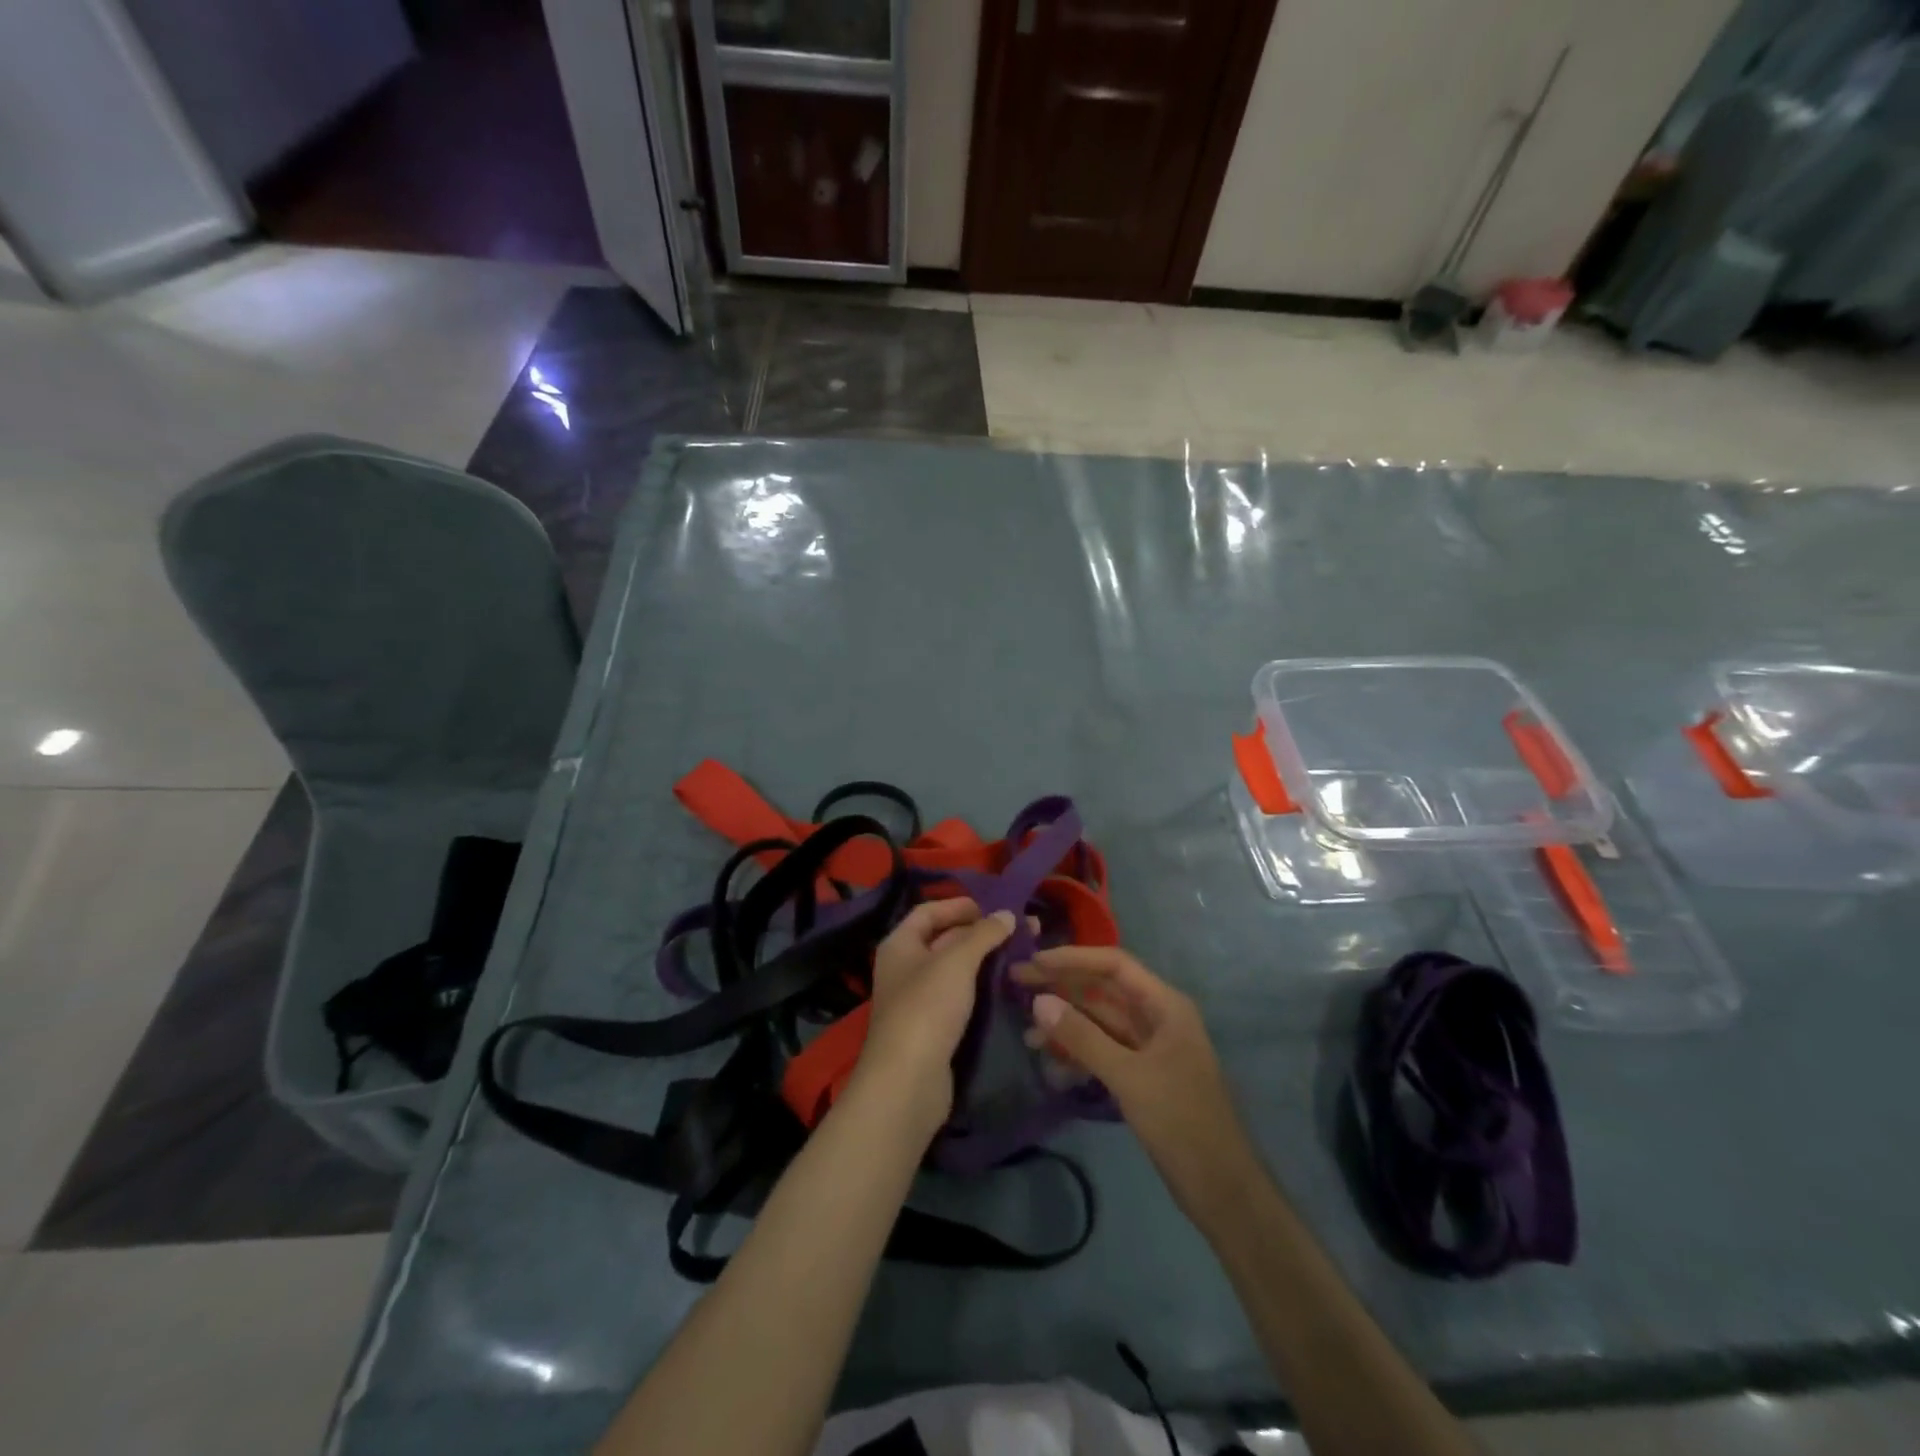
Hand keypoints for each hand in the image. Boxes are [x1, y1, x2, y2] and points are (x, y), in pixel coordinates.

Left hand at [854, 899, 1015, 1130]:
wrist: (909, 1082)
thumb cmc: (927, 1008)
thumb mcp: (956, 962)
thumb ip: (983, 934)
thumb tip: (1007, 913)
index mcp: (899, 944)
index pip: (929, 911)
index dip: (960, 905)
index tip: (996, 907)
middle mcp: (905, 968)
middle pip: (945, 939)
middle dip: (983, 933)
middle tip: (1024, 930)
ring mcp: (919, 1001)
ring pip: (956, 971)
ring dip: (987, 961)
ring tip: (1025, 955)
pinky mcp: (935, 1029)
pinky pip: (961, 998)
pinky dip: (983, 989)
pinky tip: (1010, 986)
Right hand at [1013, 945, 1262, 1219]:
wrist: (1223, 1190)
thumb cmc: (1181, 1122)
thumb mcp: (1129, 1077)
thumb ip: (1083, 1037)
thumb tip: (1039, 1001)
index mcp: (1165, 1005)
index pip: (1114, 965)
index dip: (1074, 958)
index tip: (1035, 961)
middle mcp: (1158, 1017)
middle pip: (1103, 990)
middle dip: (1062, 986)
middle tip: (1018, 982)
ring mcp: (1150, 1047)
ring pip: (1100, 1021)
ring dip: (1066, 1022)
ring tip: (1027, 1031)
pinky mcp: (1142, 1075)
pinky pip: (1104, 1050)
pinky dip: (1078, 1051)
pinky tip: (1050, 1060)